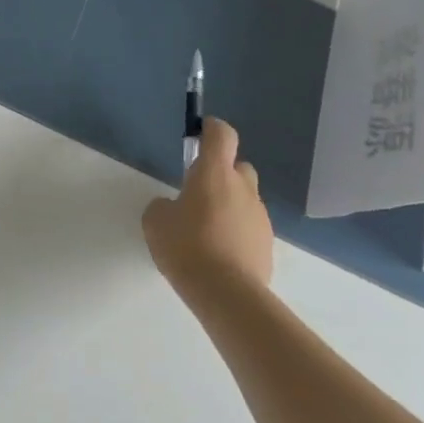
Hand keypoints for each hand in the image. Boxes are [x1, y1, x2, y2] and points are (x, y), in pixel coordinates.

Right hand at [141, 118, 273, 298]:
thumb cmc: (186, 246)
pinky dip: (237, 233)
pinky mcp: (267, 245)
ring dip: (229, 206)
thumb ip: (163, 206)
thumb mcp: (156, 222)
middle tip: (200, 193)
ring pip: (245, 200)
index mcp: (215, 174)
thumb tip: (172, 208)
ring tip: (206, 232)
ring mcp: (260, 217)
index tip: (202, 132)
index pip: (222, 135)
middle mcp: (243, 189)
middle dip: (222, 174)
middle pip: (238, 167)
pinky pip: (250, 228)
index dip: (212, 129)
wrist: (226, 293)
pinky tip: (219, 255)